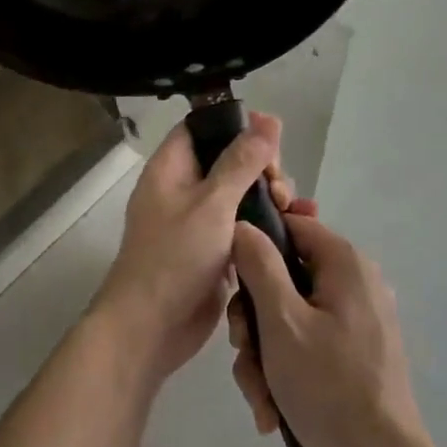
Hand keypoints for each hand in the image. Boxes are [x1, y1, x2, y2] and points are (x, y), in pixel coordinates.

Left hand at [89, 112, 293, 387]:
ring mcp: (198, 223)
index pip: (201, 128)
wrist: (150, 329)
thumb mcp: (212, 203)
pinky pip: (244, 228)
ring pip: (240, 196)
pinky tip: (296, 229)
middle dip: (261, 168)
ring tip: (293, 210)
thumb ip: (242, 162)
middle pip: (228, 161)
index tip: (271, 136)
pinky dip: (266, 226)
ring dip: (269, 198)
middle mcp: (182, 191)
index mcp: (171, 170)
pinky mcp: (214, 252)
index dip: (235, 126)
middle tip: (280, 189)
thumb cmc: (174, 258)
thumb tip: (268, 118)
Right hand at [229, 213, 434, 446]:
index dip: (255, 243)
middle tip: (243, 350)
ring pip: (289, 316)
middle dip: (254, 319)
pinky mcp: (354, 351)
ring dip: (264, 354)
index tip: (230, 278)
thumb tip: (243, 224)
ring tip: (260, 395)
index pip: (292, 224)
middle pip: (284, 277)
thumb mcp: (281, 322)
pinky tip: (273, 408)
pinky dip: (285, 369)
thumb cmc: (328, 386)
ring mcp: (357, 319)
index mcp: (344, 263)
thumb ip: (259, 265)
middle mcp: (355, 282)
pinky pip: (307, 343)